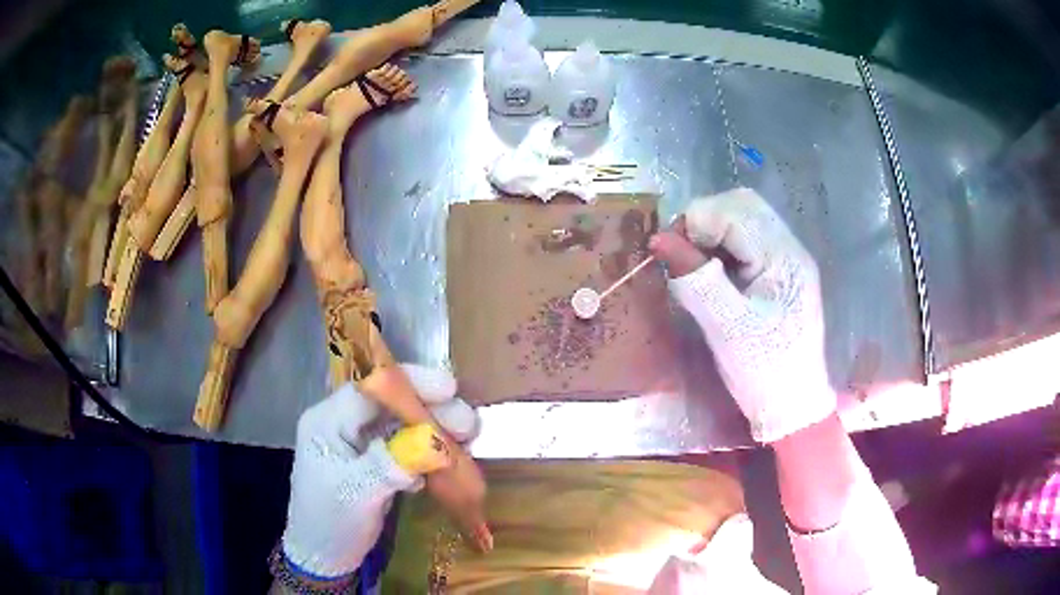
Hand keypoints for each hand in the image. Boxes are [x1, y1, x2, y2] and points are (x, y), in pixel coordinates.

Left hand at [281, 364, 477, 578]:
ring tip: (467, 440)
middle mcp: (343, 424)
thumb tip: (432, 444)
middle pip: (390, 403)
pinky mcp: (375, 462)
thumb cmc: (330, 523)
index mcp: (327, 422)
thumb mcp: (356, 493)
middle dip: (430, 409)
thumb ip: (390, 464)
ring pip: (402, 424)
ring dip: (435, 431)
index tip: (449, 391)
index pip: (369, 389)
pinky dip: (428, 451)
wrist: (324, 557)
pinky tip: (449, 462)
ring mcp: (360, 443)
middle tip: (467, 424)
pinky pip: (406, 446)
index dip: (409, 384)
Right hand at [649, 188, 834, 442]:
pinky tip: (712, 271)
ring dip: (712, 231)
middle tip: (681, 255)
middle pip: (743, 205)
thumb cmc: (763, 371)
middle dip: (705, 220)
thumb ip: (695, 281)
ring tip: (694, 264)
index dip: (696, 222)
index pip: (735, 212)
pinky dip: (722, 246)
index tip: (668, 252)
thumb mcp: (726, 328)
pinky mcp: (780, 271)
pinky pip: (747, 240)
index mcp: (784, 258)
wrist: (793, 405)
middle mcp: (790, 248)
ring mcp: (787, 258)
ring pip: (744, 218)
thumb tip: (658, 240)